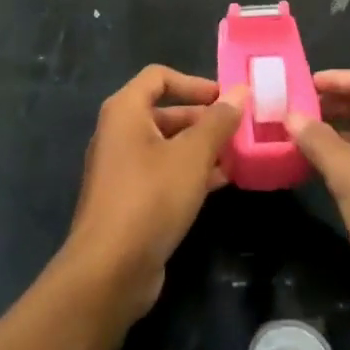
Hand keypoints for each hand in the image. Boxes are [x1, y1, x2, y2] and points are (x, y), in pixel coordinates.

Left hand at [66, 66, 244, 324]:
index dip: (193, 83)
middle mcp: (119, 134)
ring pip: (168, 145)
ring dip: (201, 147)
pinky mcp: (129, 201)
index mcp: (125, 111)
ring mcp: (122, 169)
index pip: (159, 77)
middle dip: (203, 119)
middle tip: (238, 129)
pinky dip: (190, 172)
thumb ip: (218, 121)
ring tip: (237, 155)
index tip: (225, 98)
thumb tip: (241, 91)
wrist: (108, 272)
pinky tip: (221, 182)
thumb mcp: (192, 155)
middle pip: (165, 112)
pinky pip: (163, 174)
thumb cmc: (150, 198)